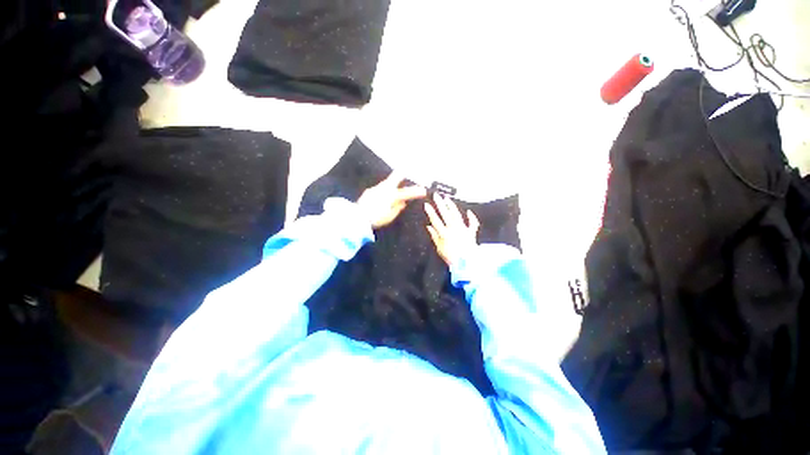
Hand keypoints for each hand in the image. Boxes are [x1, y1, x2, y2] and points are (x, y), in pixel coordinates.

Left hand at [357, 173, 426, 227]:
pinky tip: (383, 195)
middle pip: (395, 177)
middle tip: (407, 167)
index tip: (424, 190)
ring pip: (387, 183)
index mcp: (391, 196)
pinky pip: (380, 189)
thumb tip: (403, 202)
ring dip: (392, 183)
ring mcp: (375, 189)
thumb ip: (397, 208)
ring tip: (396, 183)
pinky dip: (384, 190)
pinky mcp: (369, 192)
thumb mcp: (389, 216)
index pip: (406, 193)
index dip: (416, 192)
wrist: (357, 218)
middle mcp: (383, 189)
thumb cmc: (375, 219)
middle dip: (402, 173)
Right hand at [424, 193, 479, 266]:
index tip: (427, 204)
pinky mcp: (471, 232)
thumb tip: (429, 227)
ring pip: (457, 215)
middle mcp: (454, 229)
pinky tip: (469, 211)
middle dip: (440, 204)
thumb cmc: (452, 258)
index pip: (436, 220)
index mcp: (445, 233)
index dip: (430, 212)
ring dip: (452, 206)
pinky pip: (473, 223)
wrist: (467, 263)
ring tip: (447, 199)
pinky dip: (471, 217)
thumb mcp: (439, 248)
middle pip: (446, 214)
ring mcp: (463, 229)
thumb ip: (434, 236)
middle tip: (436, 196)